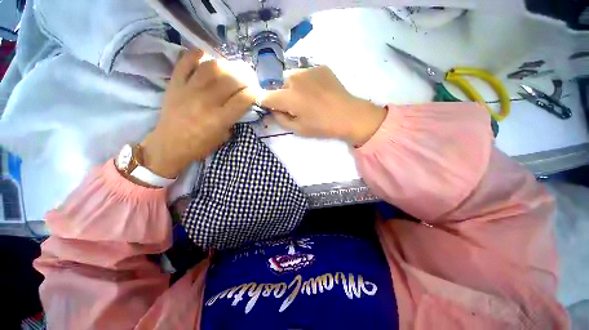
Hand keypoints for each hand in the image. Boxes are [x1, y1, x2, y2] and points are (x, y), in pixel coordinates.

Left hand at [141, 50, 255, 178]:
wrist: (169, 145)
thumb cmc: (200, 145)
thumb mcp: (224, 137)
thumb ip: (234, 119)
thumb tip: (241, 104)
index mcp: (219, 118)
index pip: (244, 99)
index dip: (255, 93)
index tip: (257, 92)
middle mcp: (206, 101)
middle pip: (231, 80)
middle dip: (246, 77)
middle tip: (249, 79)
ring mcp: (189, 89)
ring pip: (212, 67)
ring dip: (227, 65)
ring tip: (232, 69)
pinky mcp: (175, 83)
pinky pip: (186, 61)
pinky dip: (197, 55)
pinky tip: (207, 57)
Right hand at [260, 66, 385, 146]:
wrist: (348, 114)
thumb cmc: (322, 126)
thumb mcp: (298, 129)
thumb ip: (280, 119)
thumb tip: (273, 110)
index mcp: (288, 97)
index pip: (266, 96)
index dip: (265, 102)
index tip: (271, 107)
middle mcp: (294, 78)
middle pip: (280, 86)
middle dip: (283, 96)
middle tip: (296, 106)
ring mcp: (308, 69)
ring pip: (293, 78)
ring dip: (295, 88)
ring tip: (309, 98)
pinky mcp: (320, 67)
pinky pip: (306, 74)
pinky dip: (307, 82)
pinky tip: (318, 91)